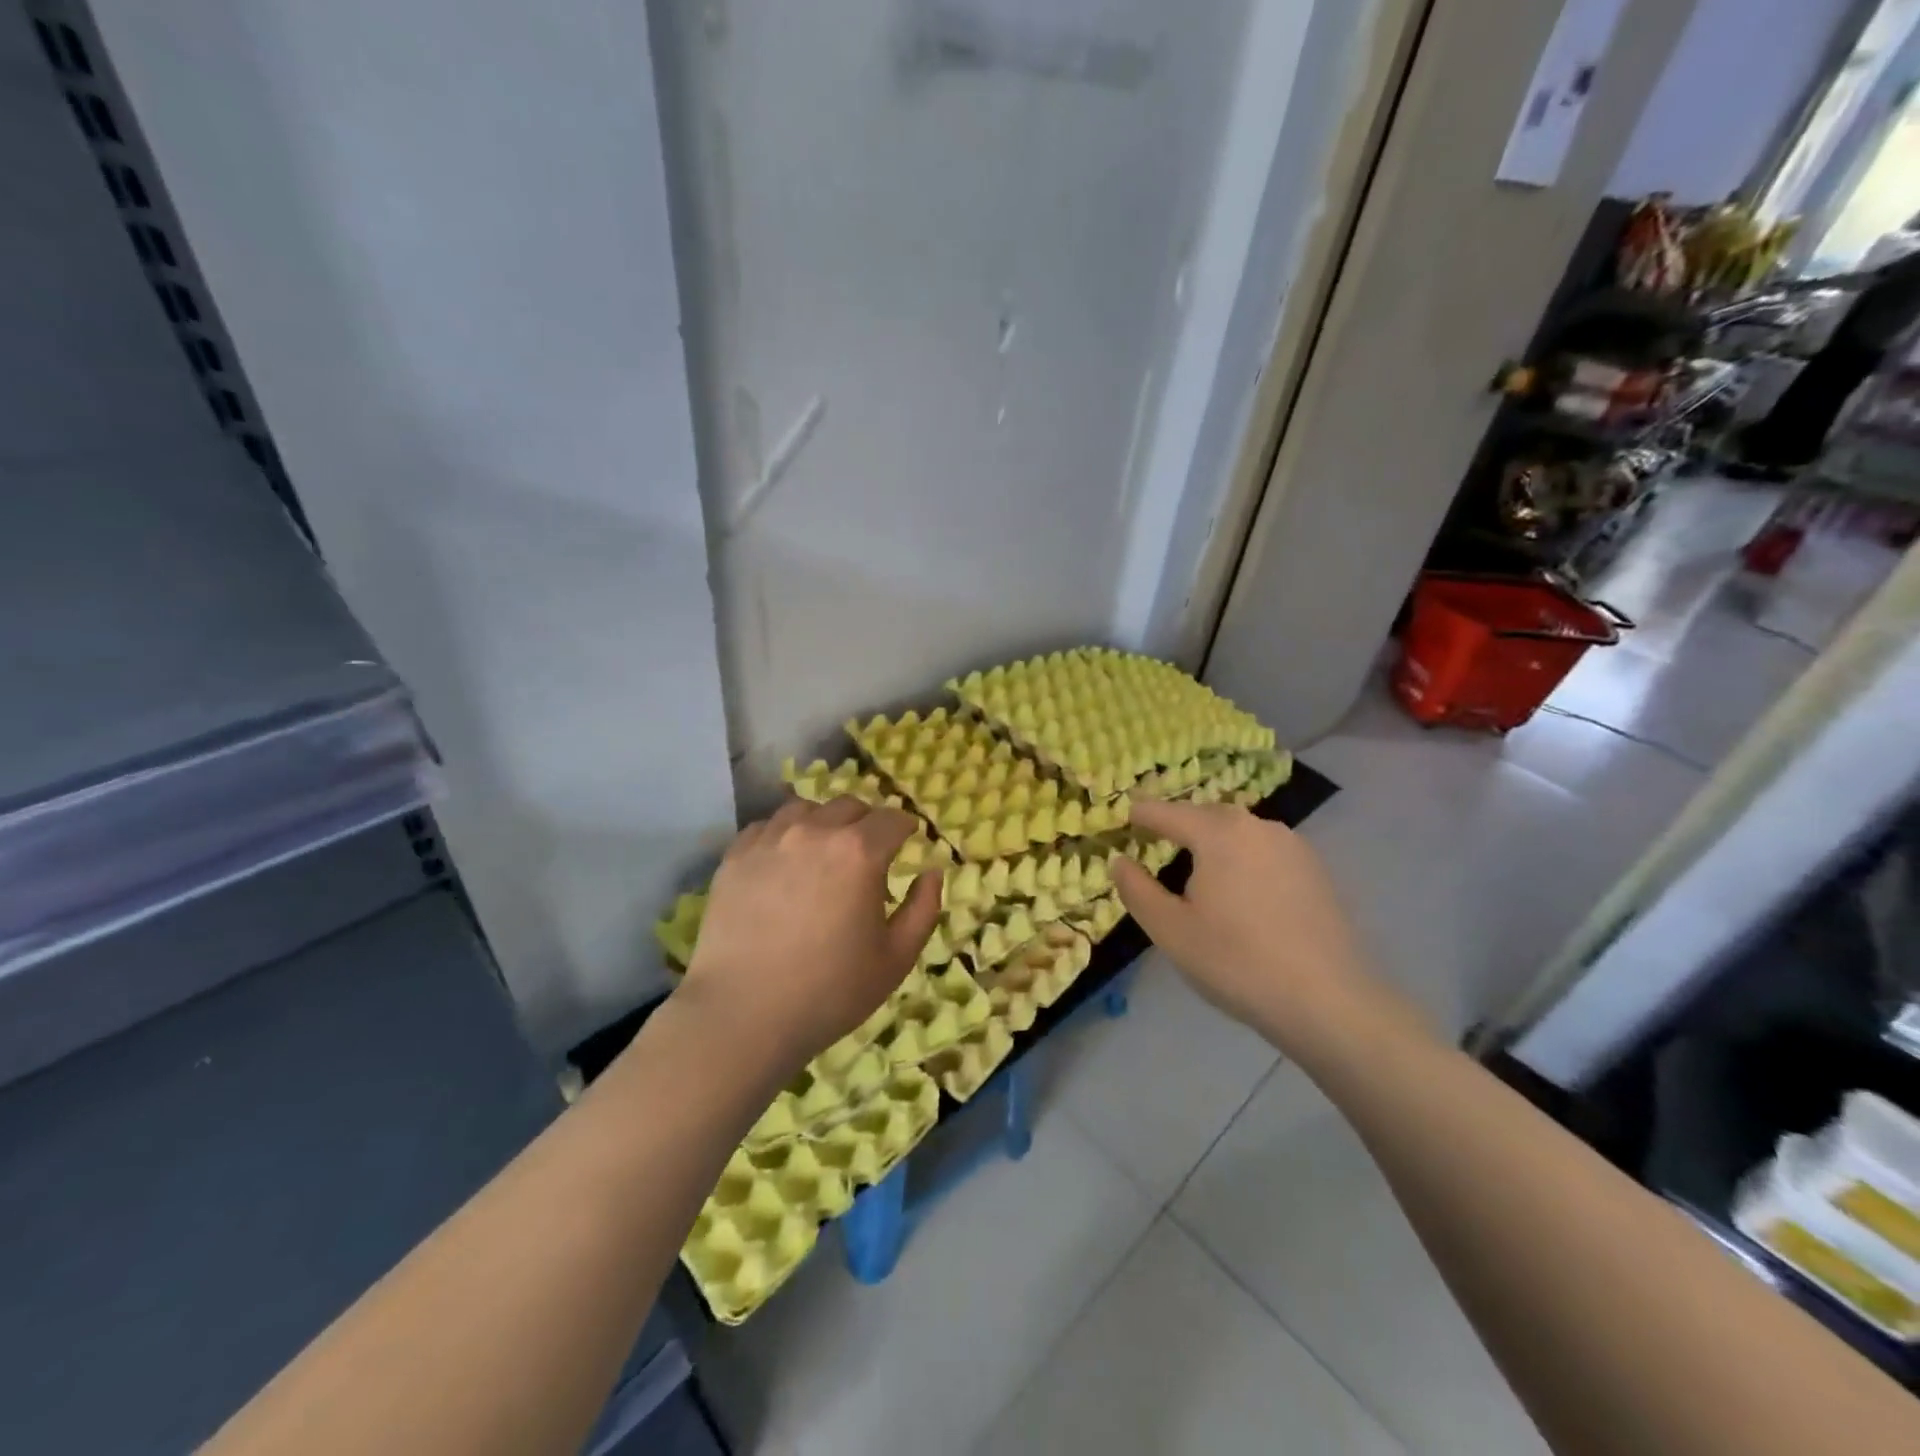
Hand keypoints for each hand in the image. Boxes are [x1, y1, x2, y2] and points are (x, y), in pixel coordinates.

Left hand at [676, 797, 941, 1073]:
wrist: (743, 1015)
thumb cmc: (830, 991)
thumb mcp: (896, 958)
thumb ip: (923, 909)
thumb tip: (932, 872)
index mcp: (860, 852)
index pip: (892, 819)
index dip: (905, 829)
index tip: (907, 842)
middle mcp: (815, 831)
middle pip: (850, 806)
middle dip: (866, 824)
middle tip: (867, 854)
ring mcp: (770, 840)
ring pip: (806, 809)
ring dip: (823, 823)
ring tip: (822, 854)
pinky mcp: (735, 856)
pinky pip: (766, 827)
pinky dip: (783, 835)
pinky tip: (783, 864)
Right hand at [1112, 800, 1377, 1051]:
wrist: (1329, 1002)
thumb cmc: (1236, 962)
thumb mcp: (1171, 931)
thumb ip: (1137, 890)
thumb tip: (1119, 861)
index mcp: (1218, 834)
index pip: (1167, 812)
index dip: (1141, 814)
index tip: (1123, 816)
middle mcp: (1257, 827)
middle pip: (1207, 815)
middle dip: (1179, 823)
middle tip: (1156, 839)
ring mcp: (1293, 846)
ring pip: (1240, 831)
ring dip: (1214, 840)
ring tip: (1197, 866)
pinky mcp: (1316, 871)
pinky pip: (1265, 850)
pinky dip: (1243, 857)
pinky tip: (1241, 889)